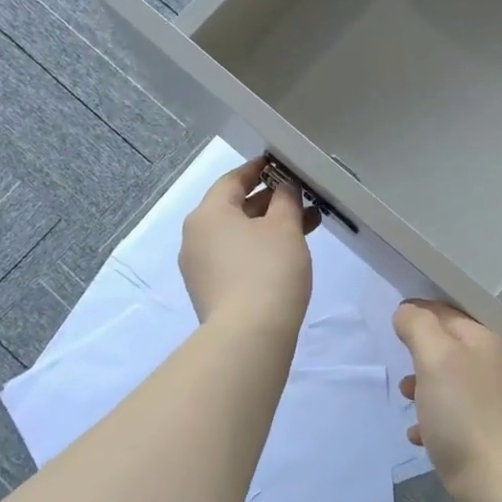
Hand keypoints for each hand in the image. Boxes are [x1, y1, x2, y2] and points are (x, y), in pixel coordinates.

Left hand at [179, 157, 316, 333]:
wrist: (249, 336)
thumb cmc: (268, 270)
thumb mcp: (284, 228)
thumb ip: (286, 200)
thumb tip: (283, 187)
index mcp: (207, 214)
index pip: (232, 180)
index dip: (258, 170)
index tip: (279, 165)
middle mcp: (195, 237)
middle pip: (233, 208)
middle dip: (269, 202)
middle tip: (301, 198)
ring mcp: (199, 268)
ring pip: (237, 236)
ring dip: (268, 228)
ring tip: (306, 226)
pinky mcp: (210, 292)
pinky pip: (235, 258)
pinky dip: (258, 249)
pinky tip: (286, 254)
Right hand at [394, 300, 501, 501]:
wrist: (499, 485)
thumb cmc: (463, 414)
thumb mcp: (435, 359)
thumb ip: (418, 327)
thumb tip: (408, 311)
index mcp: (486, 341)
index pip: (447, 313)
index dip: (419, 312)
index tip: (392, 320)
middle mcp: (495, 366)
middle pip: (448, 349)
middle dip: (420, 355)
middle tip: (399, 365)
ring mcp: (495, 402)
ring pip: (449, 383)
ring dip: (423, 388)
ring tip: (406, 400)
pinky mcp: (489, 434)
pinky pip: (454, 416)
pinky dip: (434, 420)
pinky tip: (419, 436)